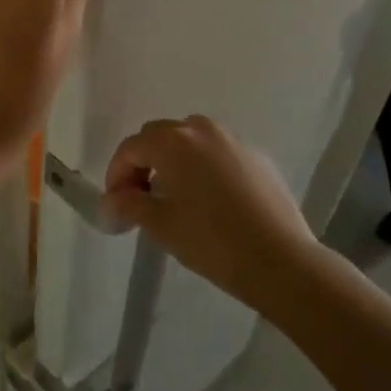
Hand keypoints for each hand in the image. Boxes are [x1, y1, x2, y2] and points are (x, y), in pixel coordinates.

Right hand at [102, 116, 317, 313]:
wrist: (281, 260)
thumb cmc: (211, 241)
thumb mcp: (161, 225)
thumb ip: (129, 206)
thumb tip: (109, 203)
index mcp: (173, 141)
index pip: (131, 148)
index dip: (116, 174)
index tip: (115, 205)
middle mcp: (202, 130)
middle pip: (159, 137)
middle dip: (143, 163)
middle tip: (139, 199)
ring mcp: (233, 141)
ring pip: (191, 142)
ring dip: (174, 161)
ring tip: (174, 197)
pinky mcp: (258, 158)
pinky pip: (219, 154)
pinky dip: (205, 168)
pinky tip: (211, 202)